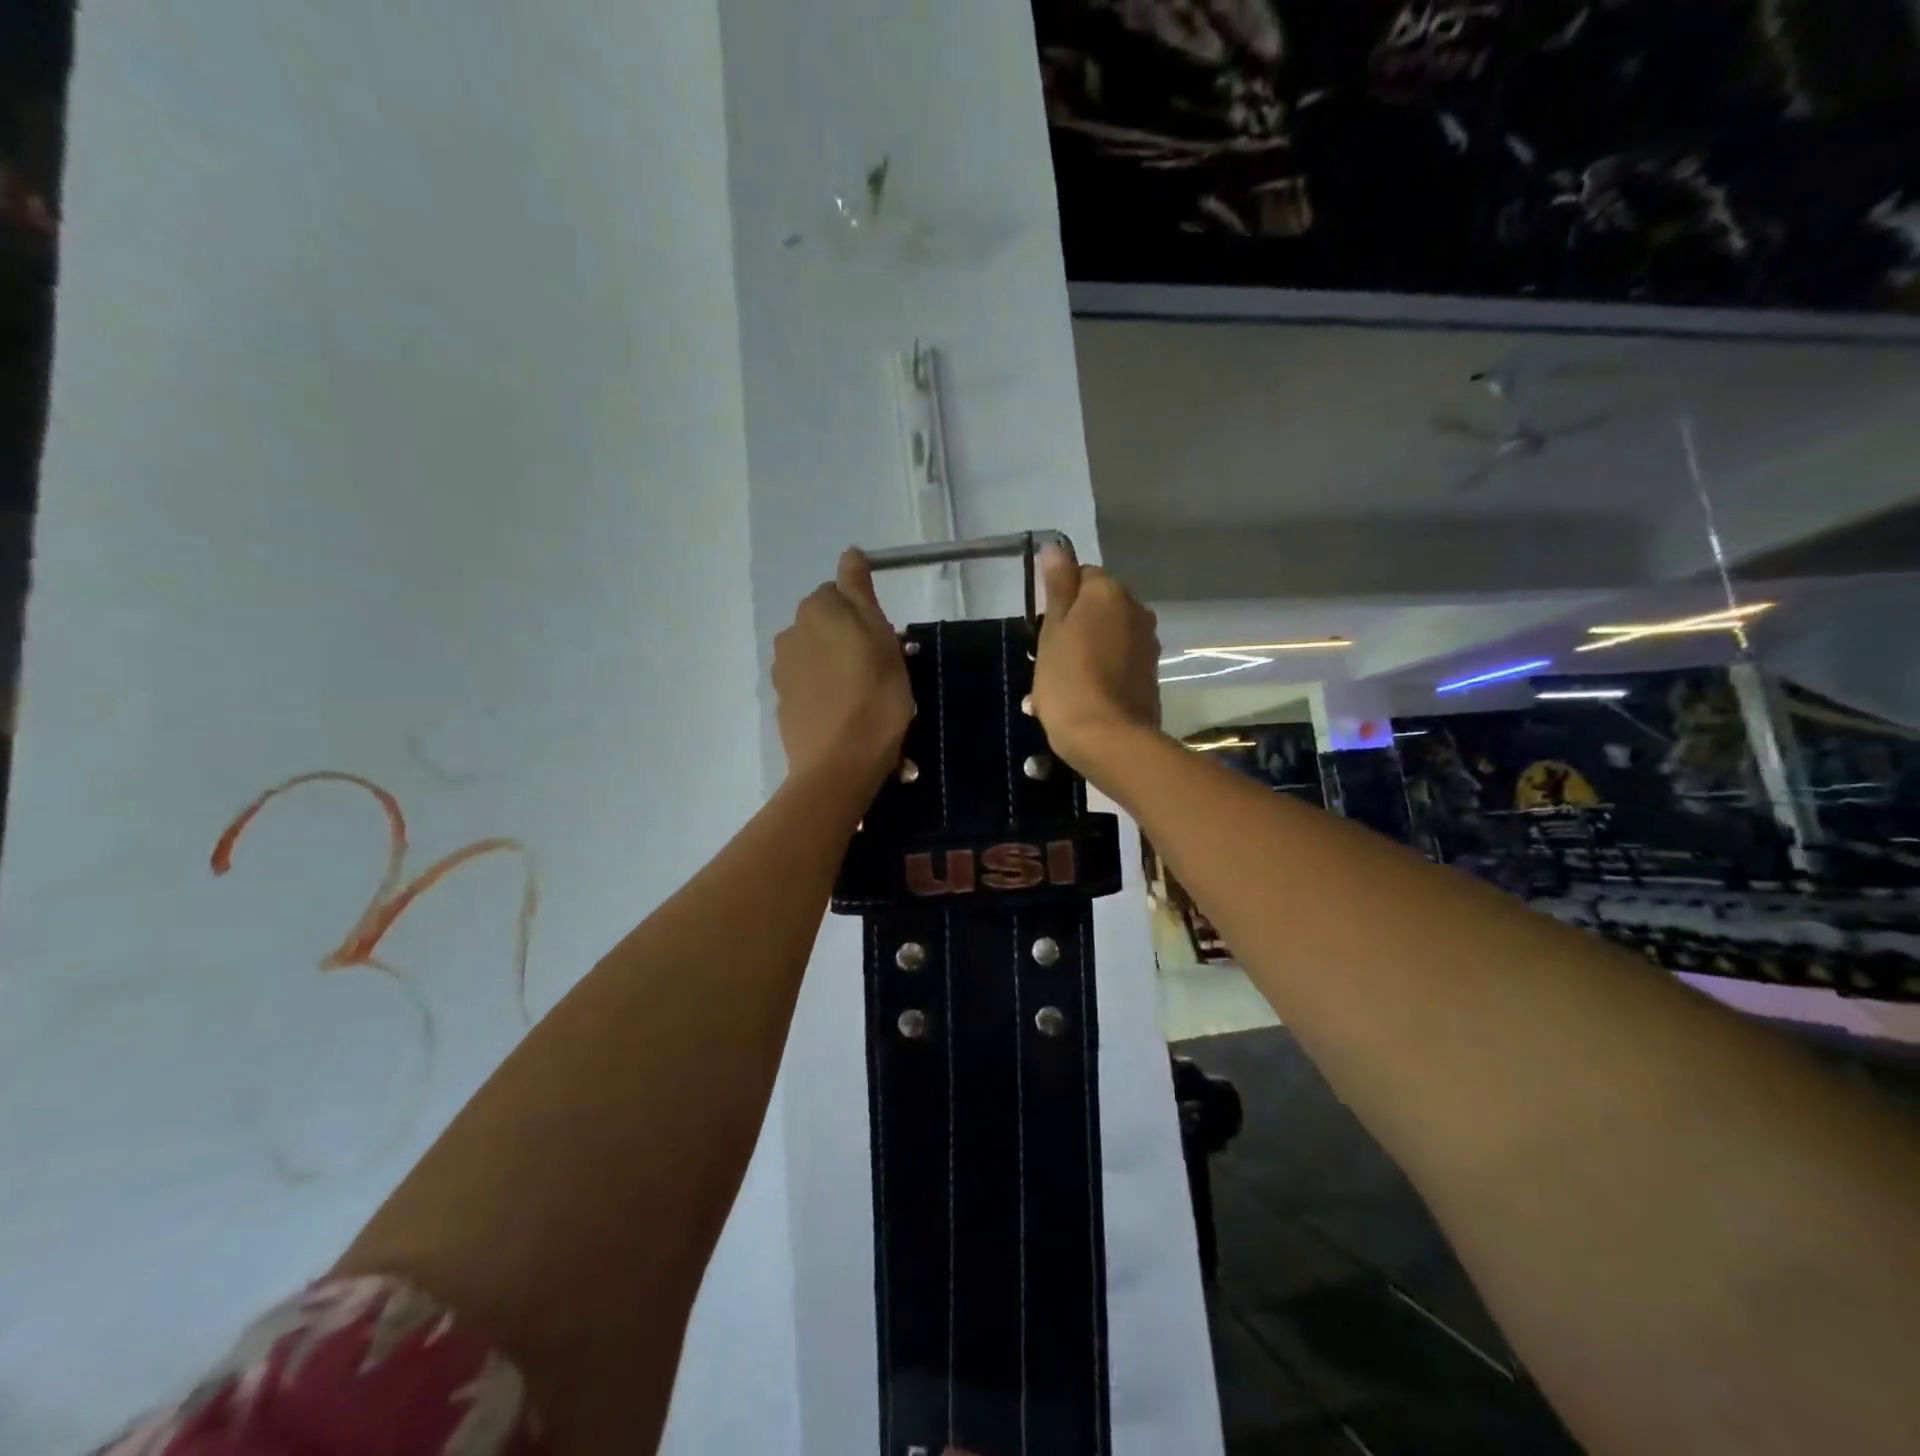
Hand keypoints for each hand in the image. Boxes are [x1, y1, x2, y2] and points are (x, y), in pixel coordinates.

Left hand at [773, 549, 914, 784]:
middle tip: (881, 670)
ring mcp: (782, 670)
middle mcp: (791, 632)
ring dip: (837, 666)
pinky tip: (844, 715)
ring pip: (817, 655)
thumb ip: (860, 591)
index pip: (841, 594)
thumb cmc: (875, 695)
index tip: (886, 643)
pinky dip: (825, 691)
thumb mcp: (881, 636)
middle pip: (826, 624)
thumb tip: (849, 553)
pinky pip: (809, 685)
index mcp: (817, 609)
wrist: (840, 764)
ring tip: (865, 698)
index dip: (866, 616)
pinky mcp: (783, 703)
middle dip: (849, 639)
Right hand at [1031, 544, 1160, 770]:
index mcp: (1109, 592)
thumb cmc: (1068, 680)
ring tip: (1058, 687)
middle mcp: (1136, 609)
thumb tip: (1056, 546)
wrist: (1108, 738)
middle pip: (1097, 607)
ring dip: (1085, 652)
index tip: (1043, 630)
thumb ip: (1058, 586)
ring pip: (1107, 637)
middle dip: (1073, 627)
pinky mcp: (1150, 674)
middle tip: (1047, 661)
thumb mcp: (1052, 630)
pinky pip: (1119, 662)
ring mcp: (1147, 643)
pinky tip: (1081, 698)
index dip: (1058, 601)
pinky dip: (1100, 673)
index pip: (1081, 576)